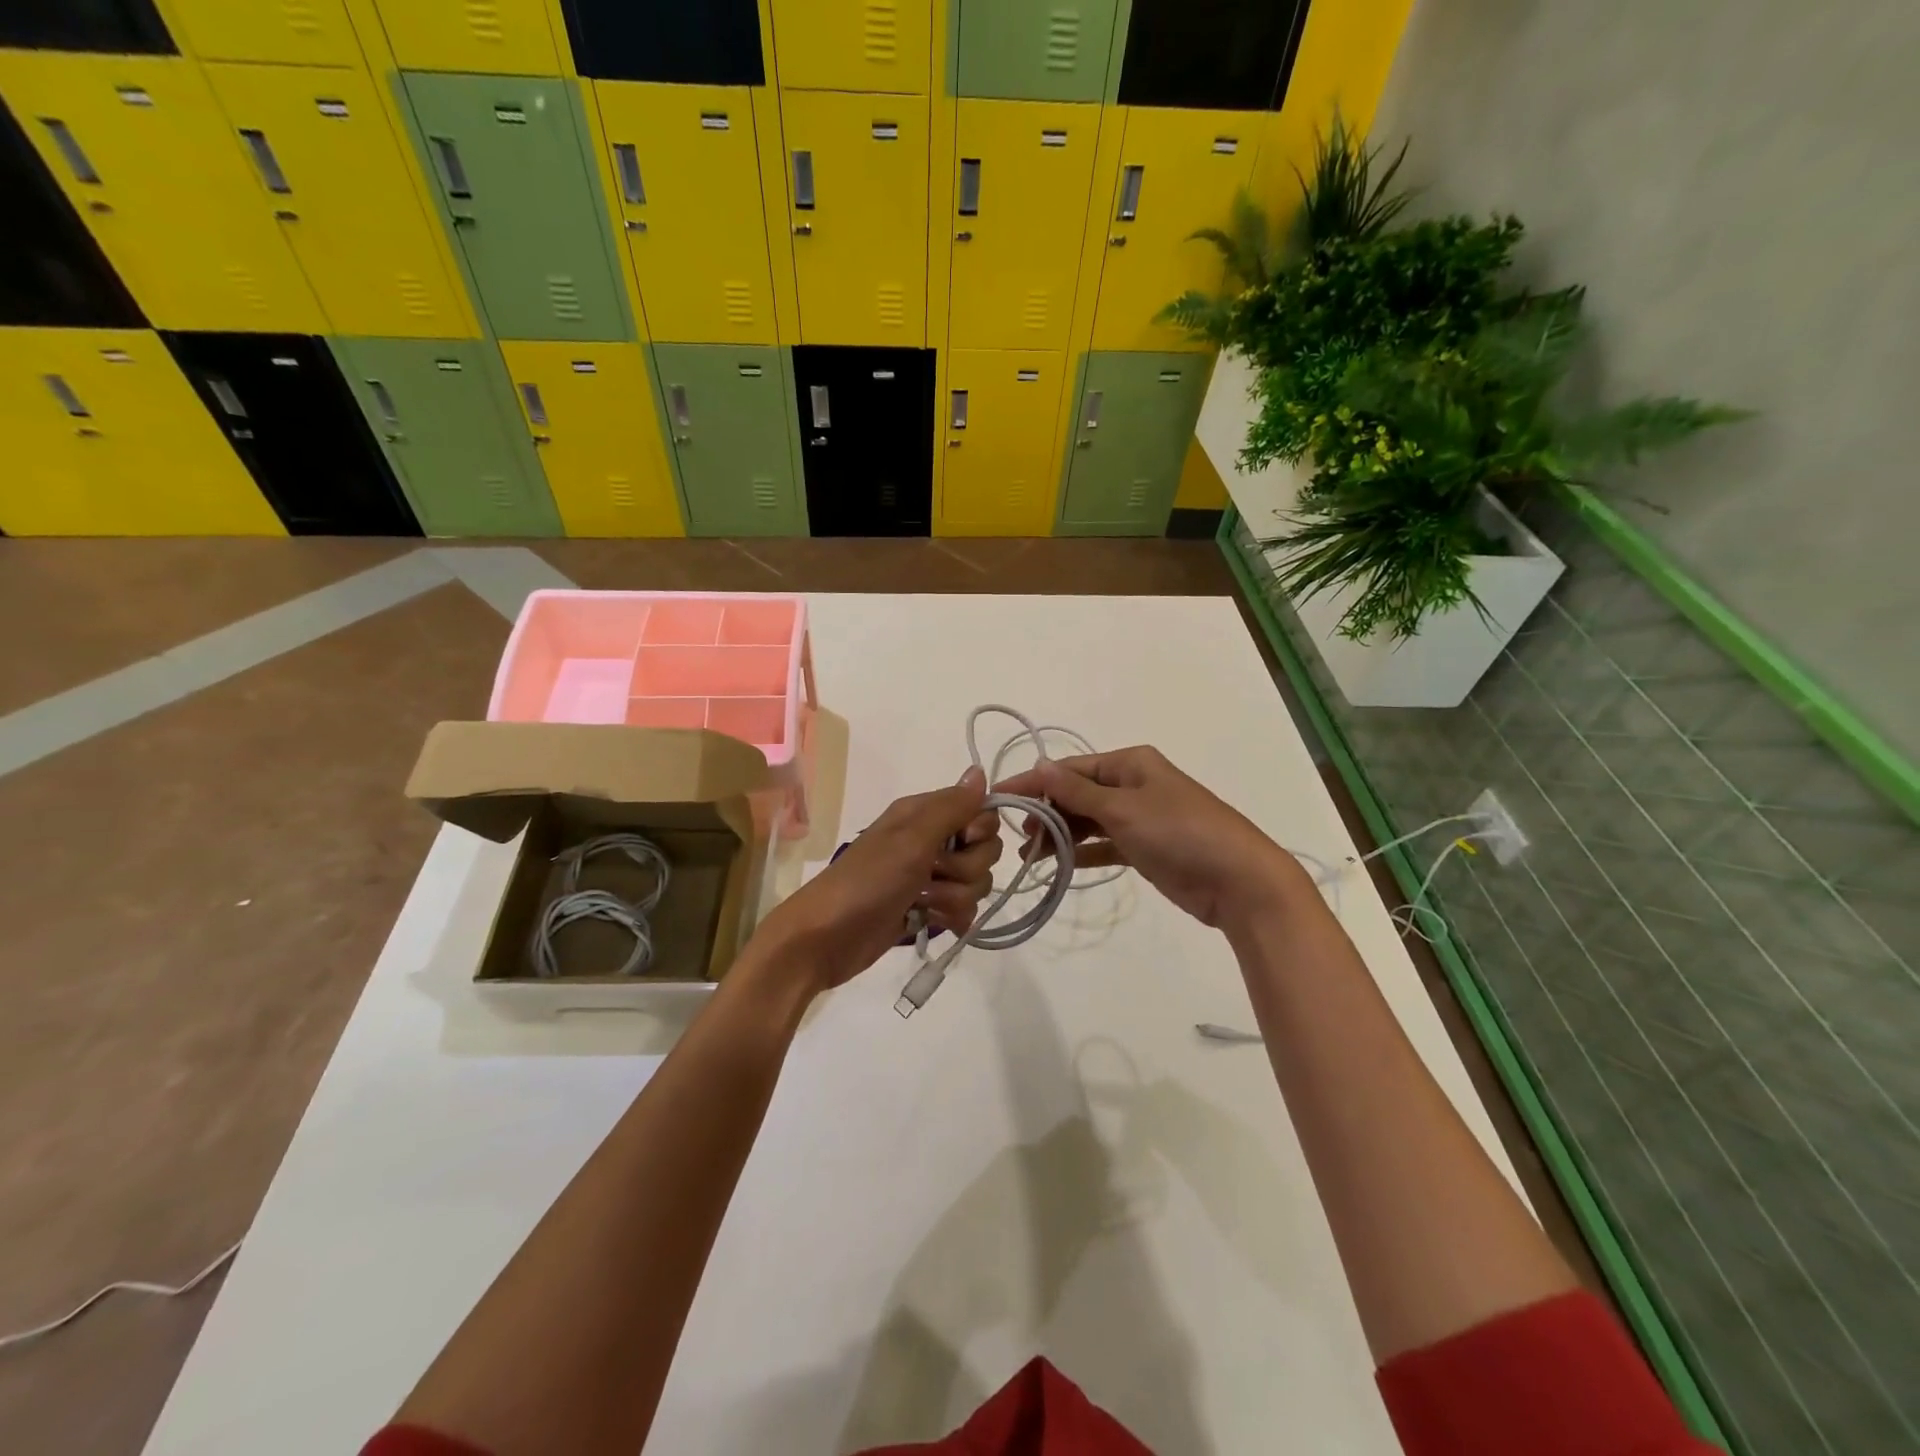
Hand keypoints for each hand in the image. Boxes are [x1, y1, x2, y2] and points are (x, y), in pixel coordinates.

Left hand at [750, 767, 1003, 993]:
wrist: (826, 939)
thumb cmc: (867, 882)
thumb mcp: (911, 840)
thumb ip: (951, 808)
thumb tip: (980, 771)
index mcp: (923, 815)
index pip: (980, 811)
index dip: (980, 830)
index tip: (963, 841)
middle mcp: (930, 841)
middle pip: (984, 850)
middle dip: (967, 869)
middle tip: (933, 875)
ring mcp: (929, 877)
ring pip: (976, 882)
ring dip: (955, 896)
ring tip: (923, 903)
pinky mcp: (928, 908)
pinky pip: (964, 908)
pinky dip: (953, 917)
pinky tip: (932, 921)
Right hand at [995, 746, 1303, 931]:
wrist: (1238, 880)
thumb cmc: (1179, 832)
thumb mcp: (1124, 808)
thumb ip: (1078, 790)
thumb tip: (1039, 764)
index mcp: (1129, 763)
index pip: (1069, 768)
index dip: (1033, 782)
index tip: (997, 798)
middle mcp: (1132, 784)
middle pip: (1076, 793)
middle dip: (1045, 812)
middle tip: (1018, 837)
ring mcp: (1139, 817)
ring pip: (1087, 821)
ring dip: (1059, 835)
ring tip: (1029, 855)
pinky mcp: (1143, 848)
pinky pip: (1102, 844)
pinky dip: (1080, 852)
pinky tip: (1055, 865)